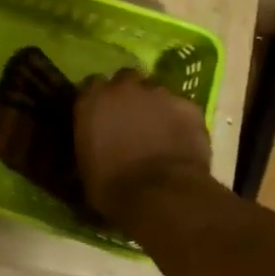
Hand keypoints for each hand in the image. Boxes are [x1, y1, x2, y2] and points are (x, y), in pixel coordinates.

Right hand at [76, 69, 211, 221]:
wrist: (161, 195)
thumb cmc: (112, 188)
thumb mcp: (86, 167)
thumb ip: (89, 141)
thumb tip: (95, 144)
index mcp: (92, 100)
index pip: (91, 85)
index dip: (99, 100)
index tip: (101, 115)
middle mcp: (123, 87)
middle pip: (126, 80)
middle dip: (128, 96)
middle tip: (131, 119)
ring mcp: (159, 93)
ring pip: (156, 92)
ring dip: (155, 106)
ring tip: (159, 132)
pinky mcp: (188, 105)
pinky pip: (181, 108)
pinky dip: (180, 120)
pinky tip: (181, 140)